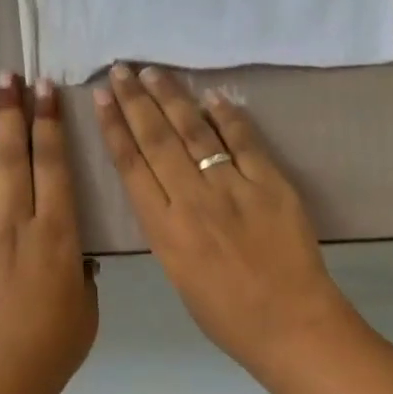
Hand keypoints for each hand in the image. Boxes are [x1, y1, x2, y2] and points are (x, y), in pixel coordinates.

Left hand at [0, 73, 98, 393]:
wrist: (1, 381)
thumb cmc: (55, 347)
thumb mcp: (87, 306)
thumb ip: (80, 271)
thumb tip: (72, 254)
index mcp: (58, 235)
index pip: (54, 167)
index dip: (49, 124)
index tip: (45, 90)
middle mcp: (17, 226)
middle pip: (13, 160)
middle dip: (11, 114)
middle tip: (7, 77)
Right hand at [93, 64, 355, 375]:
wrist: (290, 324)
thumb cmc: (228, 316)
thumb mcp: (178, 276)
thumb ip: (168, 230)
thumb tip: (166, 191)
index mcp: (164, 230)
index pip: (131, 166)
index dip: (115, 127)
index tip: (102, 97)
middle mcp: (192, 200)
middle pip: (158, 139)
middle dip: (136, 100)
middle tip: (122, 69)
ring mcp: (234, 188)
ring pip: (195, 132)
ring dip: (173, 97)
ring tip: (154, 72)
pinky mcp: (271, 183)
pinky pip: (245, 141)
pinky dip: (228, 116)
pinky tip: (213, 96)